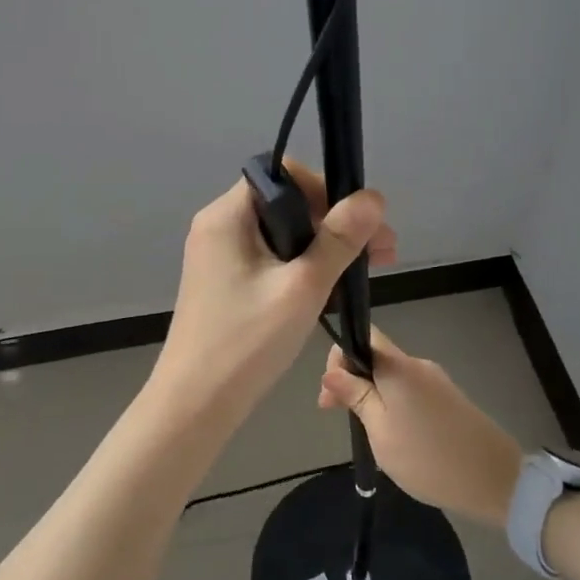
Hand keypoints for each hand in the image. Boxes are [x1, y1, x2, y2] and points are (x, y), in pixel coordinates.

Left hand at [150, 161, 394, 433]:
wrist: (196, 404)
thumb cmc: (247, 341)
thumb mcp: (303, 286)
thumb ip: (340, 238)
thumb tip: (373, 196)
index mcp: (227, 216)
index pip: (282, 175)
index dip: (325, 189)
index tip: (357, 222)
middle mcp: (218, 227)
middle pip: (286, 205)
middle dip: (335, 223)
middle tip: (383, 252)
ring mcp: (219, 257)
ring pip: (282, 236)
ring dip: (325, 248)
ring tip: (369, 271)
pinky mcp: (225, 284)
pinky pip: (270, 261)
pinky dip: (302, 268)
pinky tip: (334, 289)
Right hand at [317, 327, 523, 527]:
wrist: (496, 481)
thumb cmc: (428, 457)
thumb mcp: (380, 431)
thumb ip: (355, 396)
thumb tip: (331, 371)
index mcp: (398, 367)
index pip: (363, 336)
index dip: (340, 358)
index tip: (330, 396)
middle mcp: (418, 365)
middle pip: (376, 358)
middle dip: (353, 381)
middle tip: (339, 417)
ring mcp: (437, 382)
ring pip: (392, 378)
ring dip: (373, 396)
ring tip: (368, 433)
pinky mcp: (449, 400)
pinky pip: (410, 392)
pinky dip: (394, 405)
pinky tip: (395, 436)